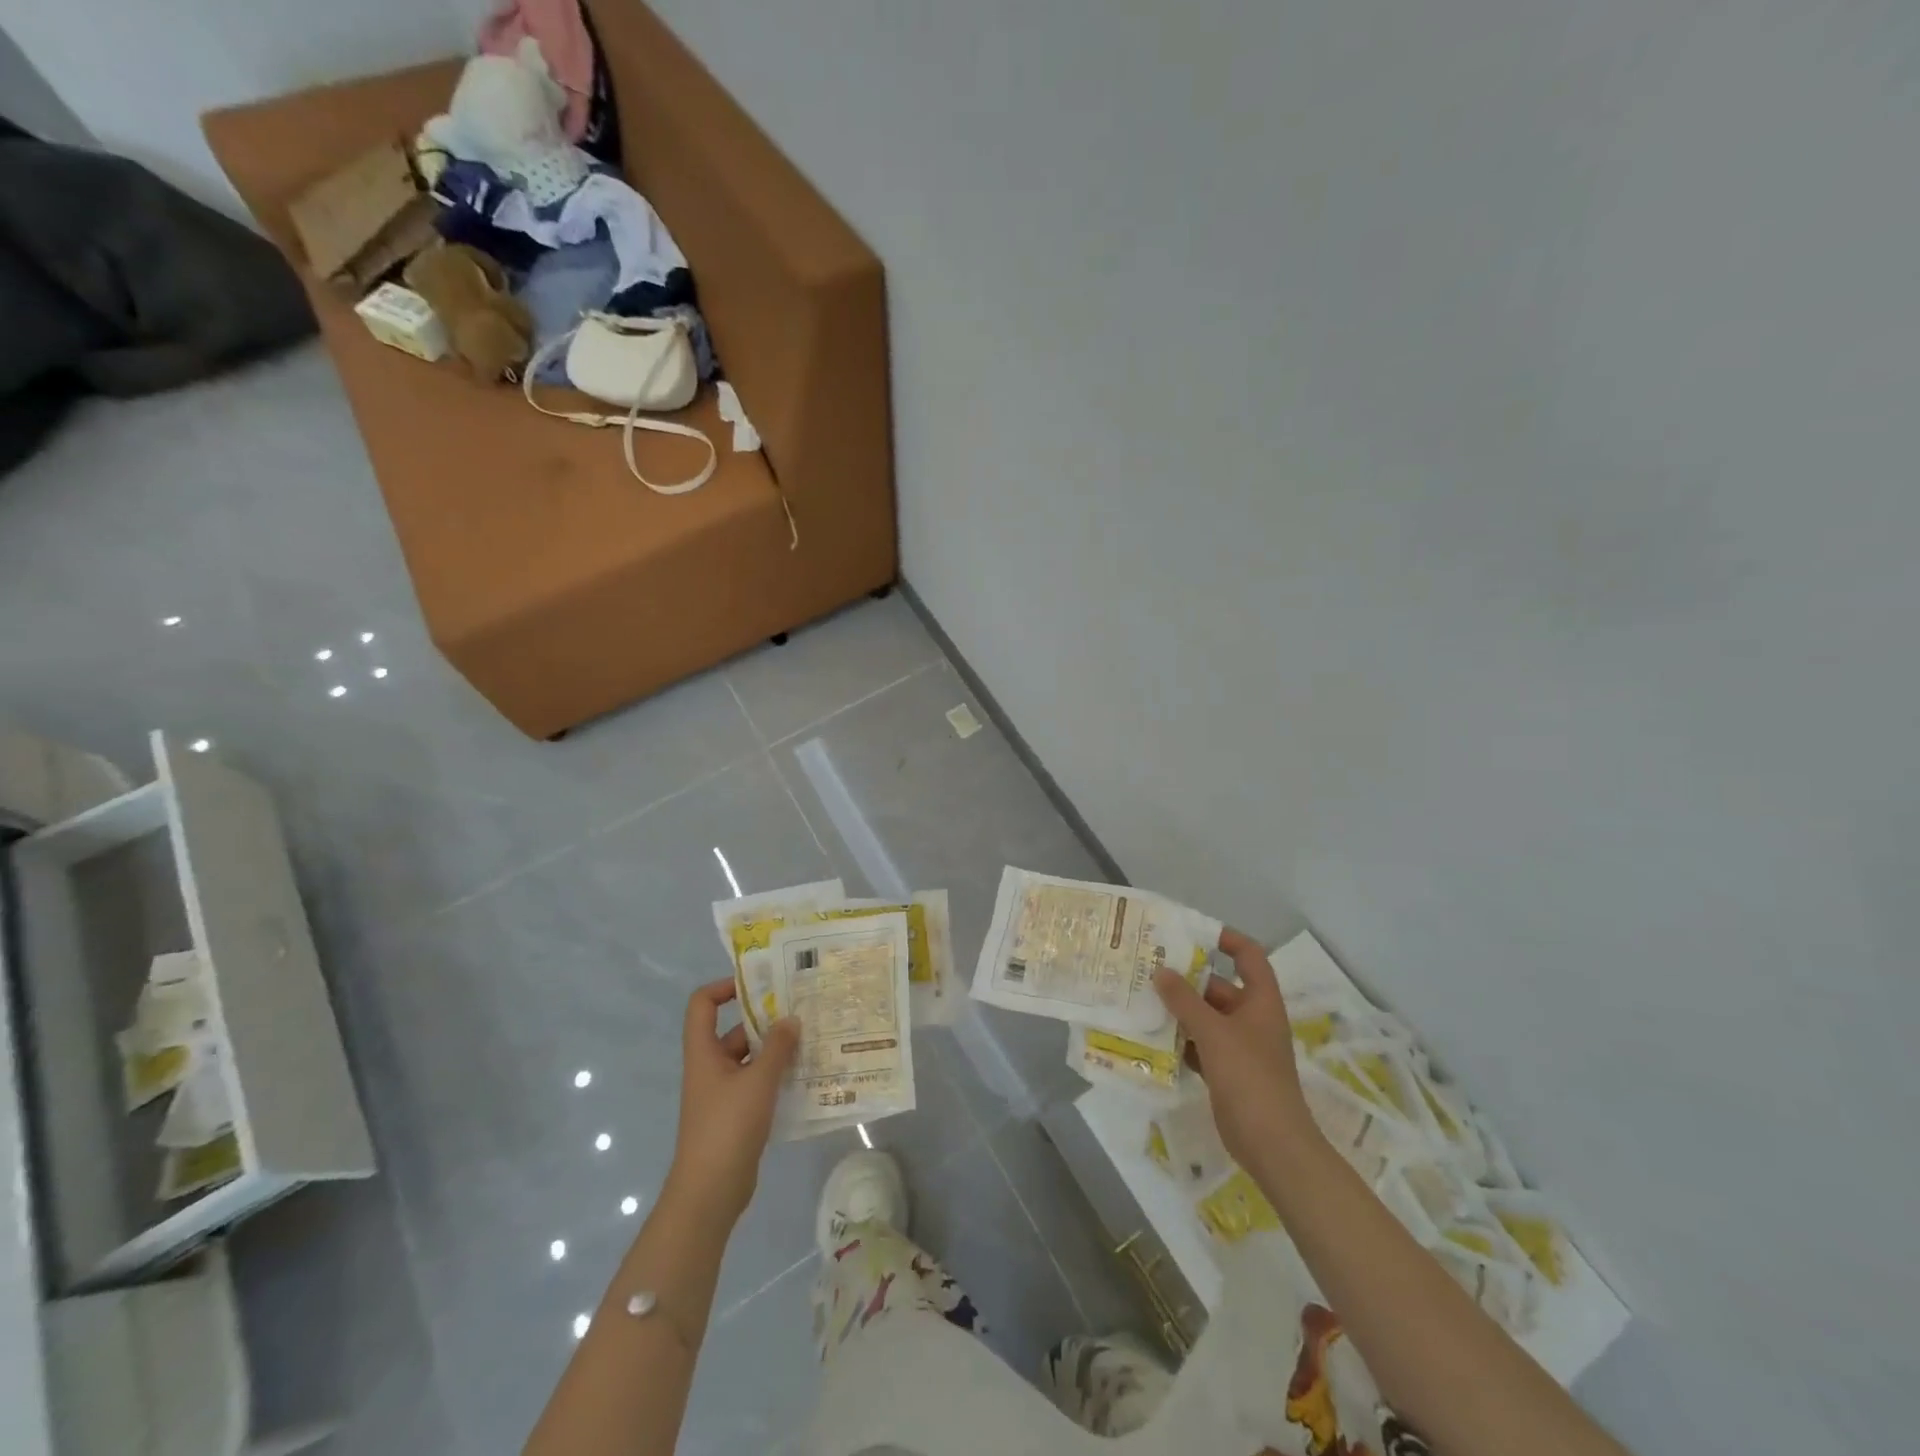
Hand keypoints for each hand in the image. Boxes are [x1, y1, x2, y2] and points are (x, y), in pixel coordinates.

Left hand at [667, 979, 798, 1223]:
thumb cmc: (727, 1127)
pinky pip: (757, 1082)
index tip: (759, 985)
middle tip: (802, 1011)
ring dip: (776, 1050)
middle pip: (735, 1030)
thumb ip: (777, 1047)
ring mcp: (722, 1092)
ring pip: (750, 1058)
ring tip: (812, 1040)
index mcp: (704, 1053)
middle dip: (766, 1020)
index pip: (702, 1004)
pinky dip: (777, 1076)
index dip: (724, 987)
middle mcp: (710, 1067)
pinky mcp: (736, 1114)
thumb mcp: (758, 1081)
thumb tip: (791, 1019)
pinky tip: (806, 1075)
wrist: (710, 1192)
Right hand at [1153, 928, 1316, 1168]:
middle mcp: (1253, 1019)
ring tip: (1144, 998)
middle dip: (1188, 979)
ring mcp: (1241, 1048)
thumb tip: (1160, 971)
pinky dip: (1181, 1040)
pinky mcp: (1228, 1072)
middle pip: (1220, 987)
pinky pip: (1201, 1045)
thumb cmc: (1249, 1077)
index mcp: (1261, 1002)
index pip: (1249, 956)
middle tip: (1151, 968)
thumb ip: (1184, 1000)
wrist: (1272, 1144)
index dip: (1227, 939)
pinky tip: (1154, 1037)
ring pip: (1207, 1018)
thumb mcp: (1213, 1032)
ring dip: (1181, 1010)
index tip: (1193, 933)